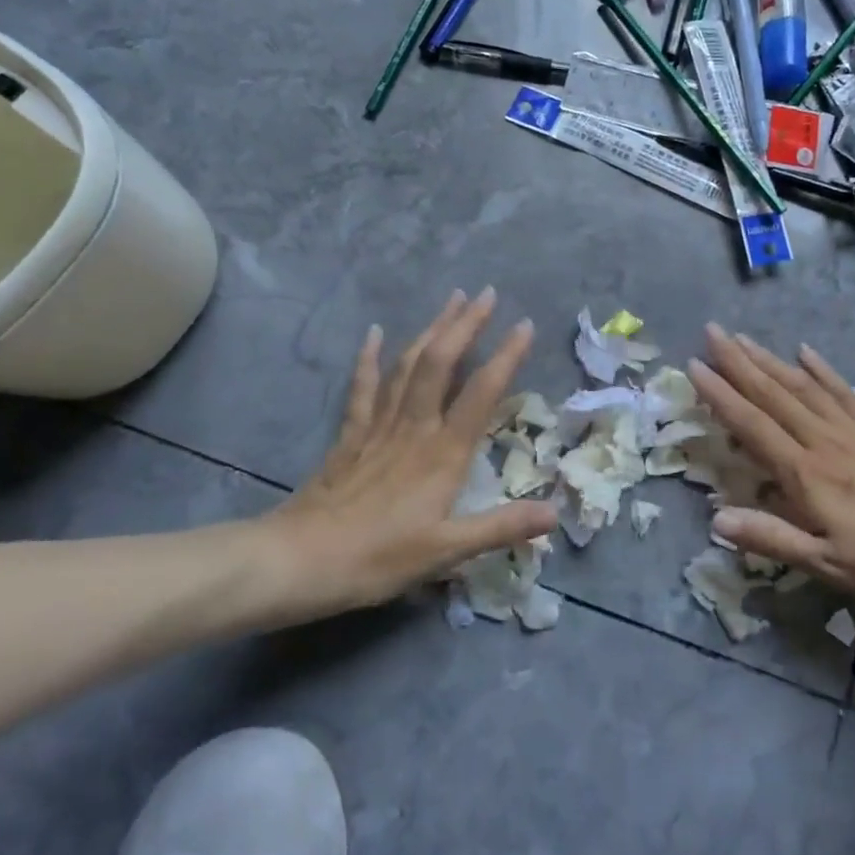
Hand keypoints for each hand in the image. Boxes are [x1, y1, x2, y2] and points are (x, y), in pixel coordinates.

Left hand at [255, 289, 555, 619]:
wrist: (300, 560)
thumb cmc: (378, 558)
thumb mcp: (447, 551)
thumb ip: (502, 527)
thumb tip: (554, 512)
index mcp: (442, 454)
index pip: (481, 393)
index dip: (506, 357)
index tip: (525, 324)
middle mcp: (414, 428)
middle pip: (441, 364)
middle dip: (464, 325)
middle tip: (485, 293)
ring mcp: (378, 427)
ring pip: (408, 366)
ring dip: (431, 330)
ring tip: (450, 301)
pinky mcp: (351, 435)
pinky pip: (364, 387)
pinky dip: (370, 358)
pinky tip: (376, 332)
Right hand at [687, 325, 854, 615]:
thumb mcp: (829, 564)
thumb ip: (772, 538)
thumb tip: (716, 520)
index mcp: (805, 474)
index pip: (752, 425)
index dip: (721, 395)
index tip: (694, 365)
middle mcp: (823, 442)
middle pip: (773, 395)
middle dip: (738, 362)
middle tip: (711, 331)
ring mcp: (854, 431)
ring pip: (802, 386)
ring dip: (769, 360)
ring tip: (743, 337)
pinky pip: (843, 392)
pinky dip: (822, 370)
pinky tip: (805, 352)